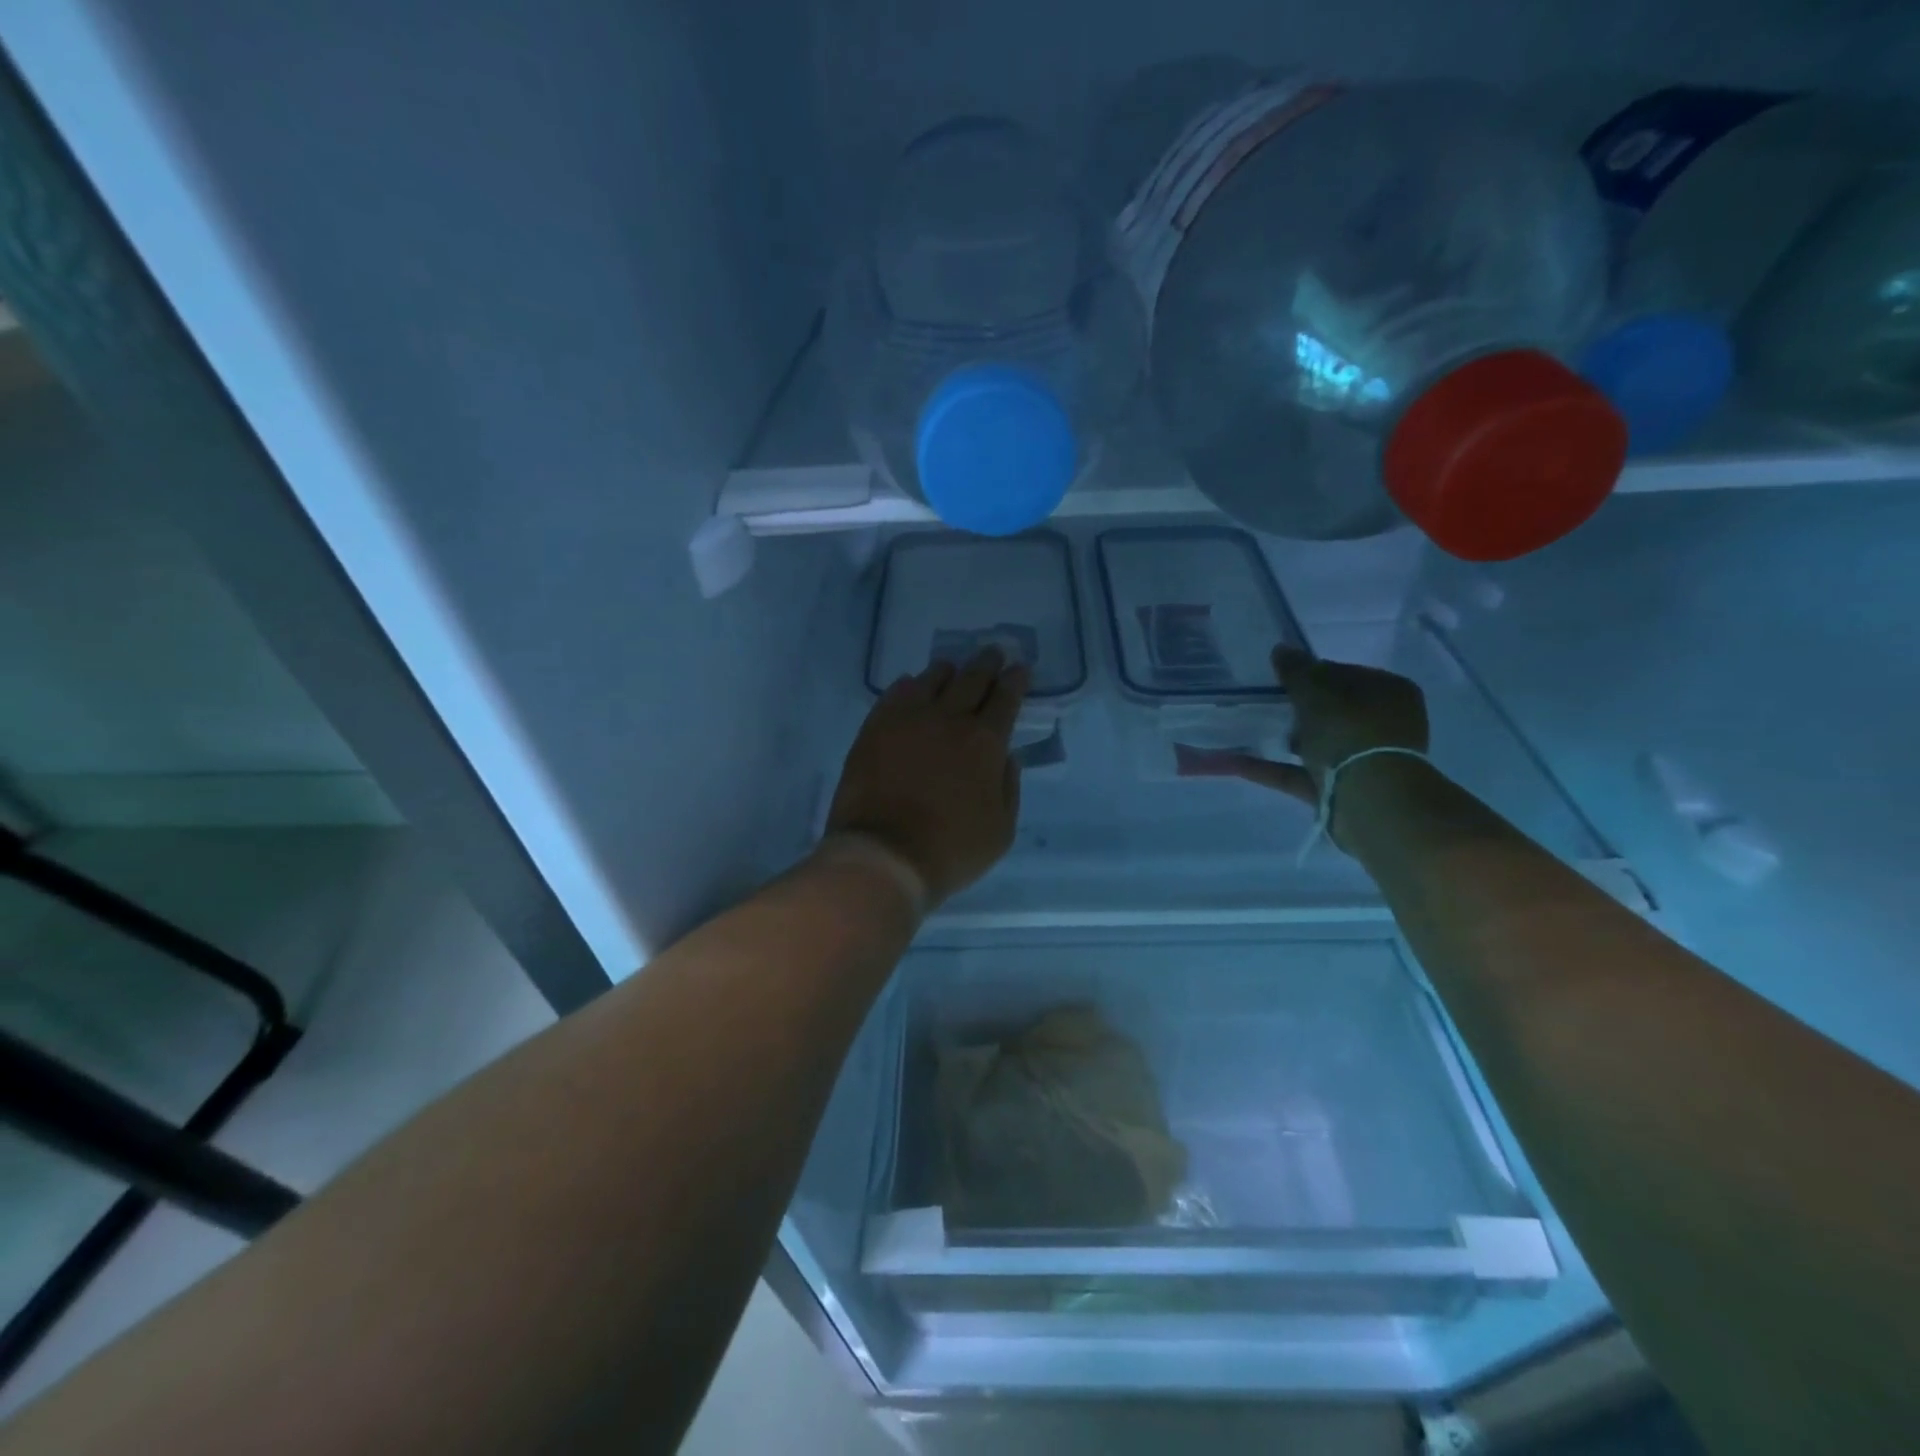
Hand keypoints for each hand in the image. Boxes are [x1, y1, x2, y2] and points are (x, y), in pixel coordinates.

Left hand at [824, 648, 1029, 906]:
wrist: (884, 855)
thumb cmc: (950, 850)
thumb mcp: (1001, 830)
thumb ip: (1009, 788)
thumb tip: (1007, 757)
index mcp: (986, 742)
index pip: (1006, 698)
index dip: (1016, 680)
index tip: (1020, 668)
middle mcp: (949, 719)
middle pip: (972, 679)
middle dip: (987, 663)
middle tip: (993, 653)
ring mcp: (908, 719)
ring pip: (932, 679)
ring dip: (948, 671)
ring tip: (952, 668)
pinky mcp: (875, 727)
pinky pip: (895, 693)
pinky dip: (908, 685)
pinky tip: (911, 685)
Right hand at [1180, 646, 1429, 826]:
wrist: (1369, 799)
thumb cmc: (1349, 732)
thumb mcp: (1316, 692)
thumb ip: (1296, 671)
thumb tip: (1281, 649)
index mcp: (1389, 692)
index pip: (1346, 674)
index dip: (1312, 673)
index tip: (1281, 678)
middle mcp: (1383, 725)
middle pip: (1334, 711)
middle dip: (1299, 709)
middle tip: (1266, 704)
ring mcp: (1363, 761)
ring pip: (1318, 744)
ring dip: (1286, 739)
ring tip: (1247, 730)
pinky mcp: (1340, 790)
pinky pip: (1300, 773)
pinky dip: (1270, 768)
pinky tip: (1234, 761)